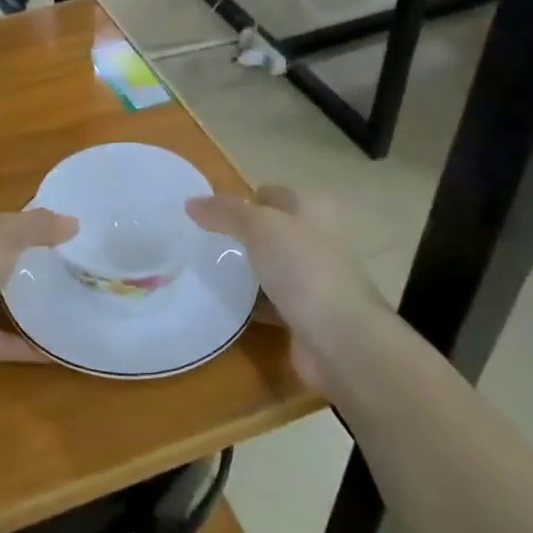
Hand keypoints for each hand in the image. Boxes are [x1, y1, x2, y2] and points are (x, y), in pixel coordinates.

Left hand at [0, 209, 77, 385]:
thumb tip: (73, 222)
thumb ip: (38, 225)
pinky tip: (55, 348)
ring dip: (18, 305)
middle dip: (15, 265)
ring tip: (61, 303)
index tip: (46, 234)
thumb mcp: (5, 234)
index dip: (10, 225)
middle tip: (58, 268)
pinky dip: (22, 344)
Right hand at [185, 185, 396, 393]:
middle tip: (204, 241)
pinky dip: (253, 302)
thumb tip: (191, 202)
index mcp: (314, 211)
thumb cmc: (303, 269)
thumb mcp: (259, 227)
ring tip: (208, 270)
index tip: (211, 212)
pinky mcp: (307, 314)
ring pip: (273, 267)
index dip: (246, 198)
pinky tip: (226, 304)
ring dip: (247, 270)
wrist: (340, 338)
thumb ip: (225, 213)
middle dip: (243, 235)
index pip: (275, 194)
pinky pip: (273, 301)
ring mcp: (315, 280)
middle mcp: (318, 241)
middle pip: (274, 231)